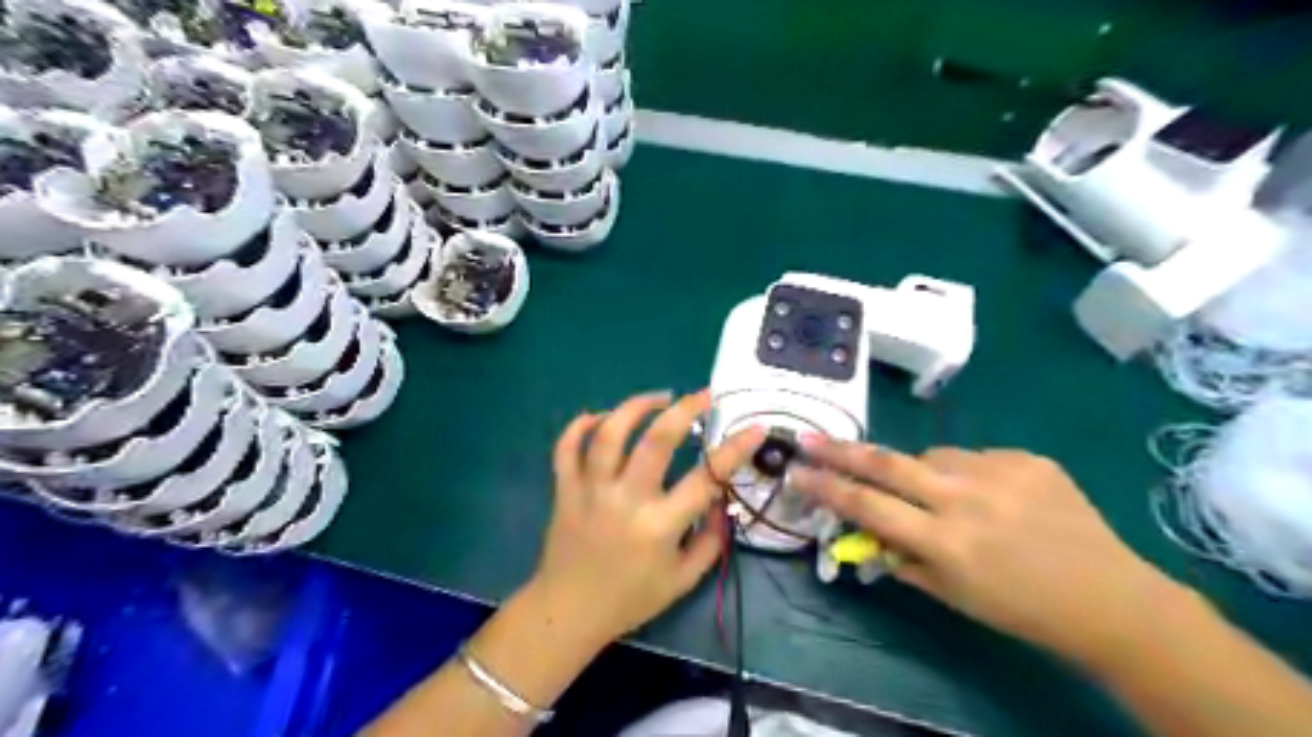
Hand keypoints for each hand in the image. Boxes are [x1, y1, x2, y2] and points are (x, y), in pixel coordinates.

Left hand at [527, 391, 766, 644]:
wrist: (568, 613)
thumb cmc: (630, 600)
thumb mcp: (683, 580)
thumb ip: (710, 540)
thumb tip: (721, 500)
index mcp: (659, 526)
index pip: (705, 478)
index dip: (735, 449)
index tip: (755, 427)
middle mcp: (625, 500)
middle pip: (655, 440)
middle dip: (685, 409)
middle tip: (703, 395)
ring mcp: (590, 490)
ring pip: (609, 434)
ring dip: (635, 407)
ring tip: (659, 398)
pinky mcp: (565, 489)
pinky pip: (566, 448)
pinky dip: (579, 426)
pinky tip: (600, 416)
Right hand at [787, 441, 1180, 671]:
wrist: (1111, 599)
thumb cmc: (1022, 610)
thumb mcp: (953, 595)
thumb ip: (903, 558)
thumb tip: (866, 529)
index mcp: (946, 543)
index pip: (867, 505)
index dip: (825, 487)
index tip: (795, 472)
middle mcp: (966, 500)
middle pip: (887, 463)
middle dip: (839, 450)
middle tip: (808, 437)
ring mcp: (1000, 472)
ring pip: (931, 456)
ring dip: (919, 472)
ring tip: (940, 496)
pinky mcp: (1026, 458)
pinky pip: (974, 457)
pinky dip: (966, 474)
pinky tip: (991, 497)